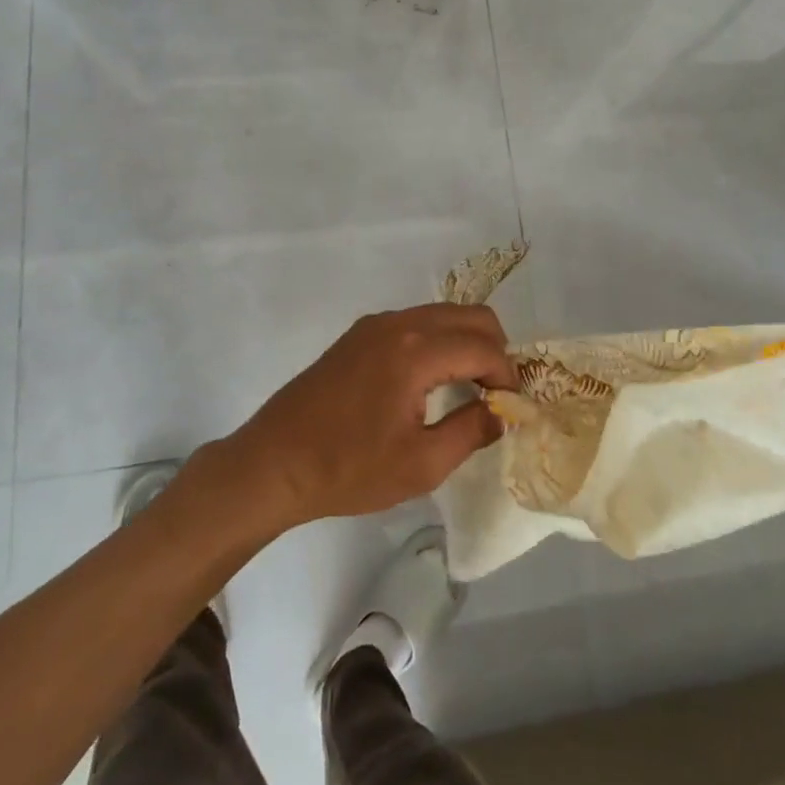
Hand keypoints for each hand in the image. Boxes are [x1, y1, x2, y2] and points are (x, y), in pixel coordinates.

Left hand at [217, 304, 517, 528]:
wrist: (273, 464)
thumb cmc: (348, 469)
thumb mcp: (421, 465)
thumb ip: (471, 431)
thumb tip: (502, 412)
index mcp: (415, 352)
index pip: (483, 347)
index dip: (507, 375)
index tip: (511, 407)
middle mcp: (398, 323)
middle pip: (470, 316)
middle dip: (494, 349)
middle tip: (496, 393)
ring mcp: (375, 324)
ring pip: (443, 314)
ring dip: (466, 342)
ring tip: (469, 388)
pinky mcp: (359, 333)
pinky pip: (416, 322)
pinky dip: (439, 341)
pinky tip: (431, 381)